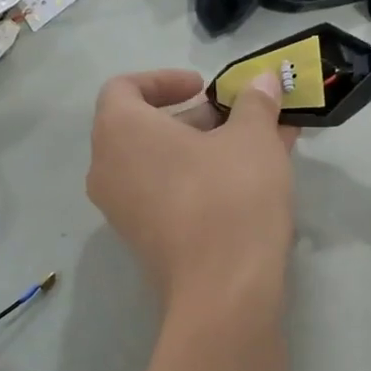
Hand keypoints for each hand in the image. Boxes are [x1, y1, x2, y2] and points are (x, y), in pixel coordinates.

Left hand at [88, 69, 296, 307]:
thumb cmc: (230, 196)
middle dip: (196, 117)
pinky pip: (166, 193)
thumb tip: (263, 80)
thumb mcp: (252, 138)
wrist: (224, 291)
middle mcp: (107, 168)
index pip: (124, 87)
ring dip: (205, 148)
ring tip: (257, 146)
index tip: (204, 87)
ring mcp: (121, 209)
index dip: (164, 79)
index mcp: (120, 131)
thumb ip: (255, 103)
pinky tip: (249, 180)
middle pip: (144, 126)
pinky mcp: (143, 239)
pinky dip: (199, 178)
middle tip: (238, 118)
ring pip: (160, 163)